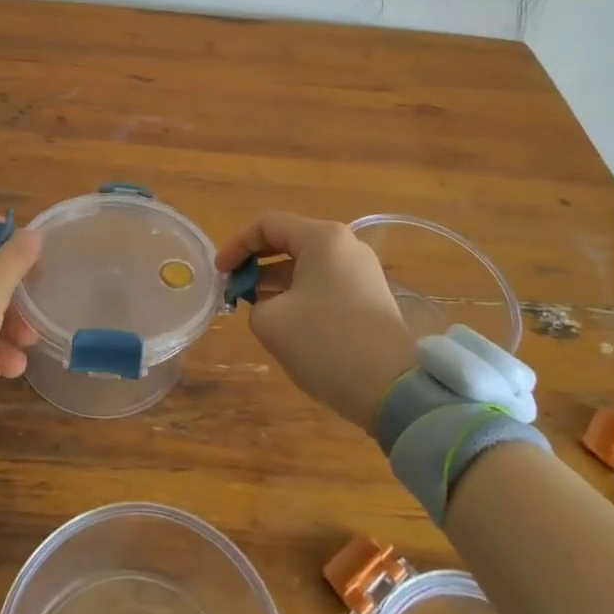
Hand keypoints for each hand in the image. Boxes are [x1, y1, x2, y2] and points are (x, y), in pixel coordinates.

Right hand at [216, 212, 417, 432]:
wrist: (394, 388)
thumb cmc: (327, 344)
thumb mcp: (272, 322)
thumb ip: (254, 302)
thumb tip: (265, 302)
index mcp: (322, 239)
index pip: (267, 225)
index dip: (236, 246)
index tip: (220, 274)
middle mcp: (345, 245)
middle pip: (289, 241)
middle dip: (256, 264)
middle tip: (235, 291)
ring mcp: (362, 270)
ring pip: (307, 265)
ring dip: (276, 282)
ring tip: (256, 310)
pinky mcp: (370, 296)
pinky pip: (325, 283)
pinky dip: (299, 294)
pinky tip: (287, 322)